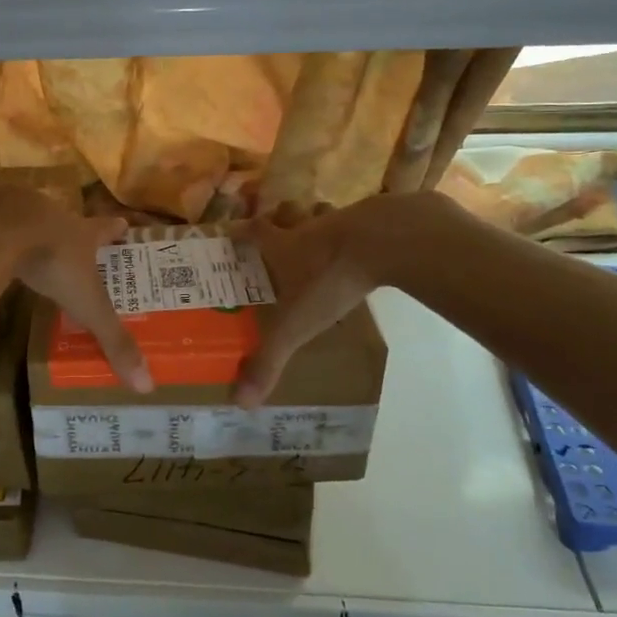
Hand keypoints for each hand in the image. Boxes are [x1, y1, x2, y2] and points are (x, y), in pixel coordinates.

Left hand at [0, 186, 152, 392]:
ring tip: (25, 243)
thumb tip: (147, 384)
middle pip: (66, 219)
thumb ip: (112, 339)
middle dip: (69, 229)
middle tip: (71, 240)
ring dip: (29, 227)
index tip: (123, 224)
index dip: (115, 229)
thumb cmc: (52, 262)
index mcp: (81, 231)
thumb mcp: (86, 304)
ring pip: (27, 215)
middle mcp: (53, 212)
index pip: (105, 228)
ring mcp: (16, 205)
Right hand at [234, 194, 445, 406]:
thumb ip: (269, 360)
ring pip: (323, 214)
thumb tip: (239, 402)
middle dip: (282, 218)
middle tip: (280, 228)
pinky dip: (358, 231)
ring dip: (319, 220)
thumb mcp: (296, 324)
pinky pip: (361, 222)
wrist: (383, 241)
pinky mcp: (375, 221)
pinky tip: (364, 246)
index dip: (242, 231)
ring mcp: (343, 220)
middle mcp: (307, 228)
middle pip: (288, 214)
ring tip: (321, 233)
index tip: (233, 231)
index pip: (254, 232)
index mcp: (282, 245)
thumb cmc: (329, 278)